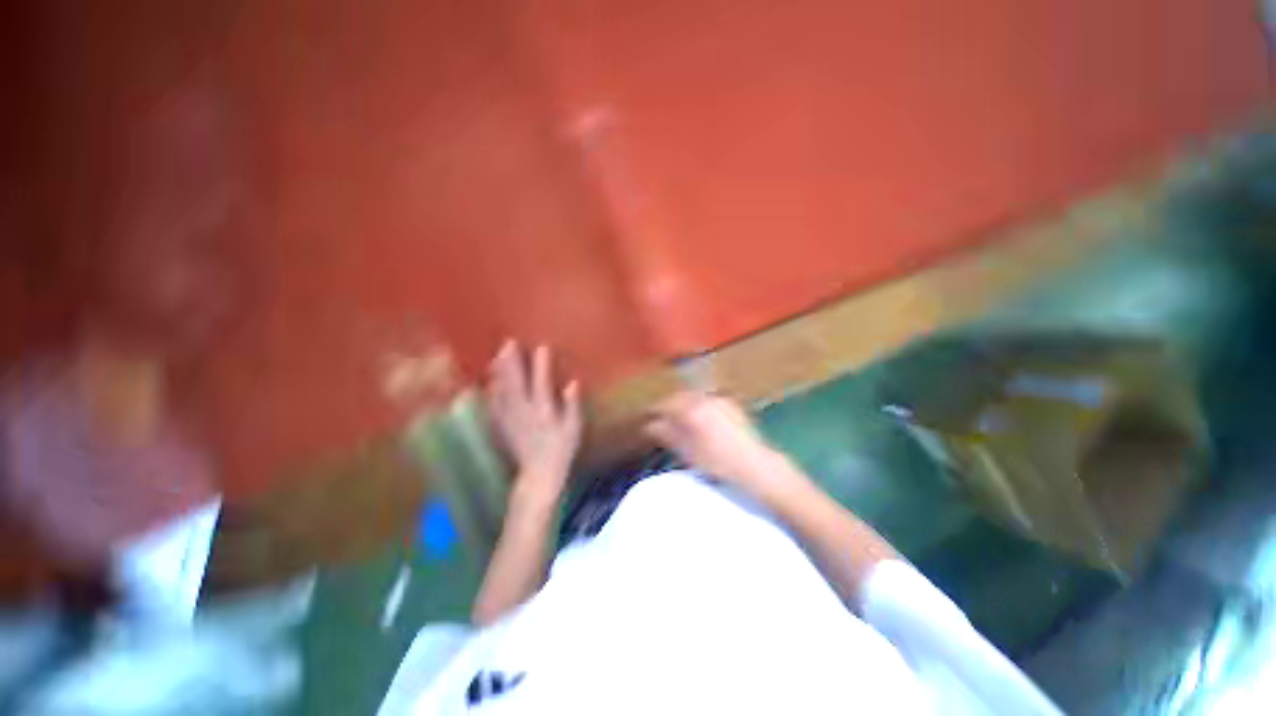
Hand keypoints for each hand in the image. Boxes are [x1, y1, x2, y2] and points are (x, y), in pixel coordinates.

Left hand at [485, 341, 582, 501]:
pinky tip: (490, 380)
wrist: (539, 474)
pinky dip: (492, 390)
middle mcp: (524, 413)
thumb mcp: (574, 428)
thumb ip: (572, 405)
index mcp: (544, 413)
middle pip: (515, 384)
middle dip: (512, 362)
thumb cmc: (562, 449)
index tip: (542, 347)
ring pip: (502, 391)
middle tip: (509, 343)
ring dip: (499, 372)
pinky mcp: (502, 426)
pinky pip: (494, 405)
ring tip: (498, 355)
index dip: (541, 365)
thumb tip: (572, 383)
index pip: (541, 384)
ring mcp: (510, 420)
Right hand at [644, 392, 802, 504]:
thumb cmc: (718, 463)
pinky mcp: (730, 404)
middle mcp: (705, 398)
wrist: (756, 466)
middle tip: (659, 419)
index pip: (666, 404)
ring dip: (682, 405)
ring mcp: (720, 399)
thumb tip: (649, 426)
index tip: (645, 419)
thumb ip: (667, 434)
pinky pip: (707, 400)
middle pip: (679, 397)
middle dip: (668, 406)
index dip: (653, 411)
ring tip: (677, 419)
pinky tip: (697, 418)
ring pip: (693, 397)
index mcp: (692, 409)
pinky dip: (697, 405)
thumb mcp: (688, 452)